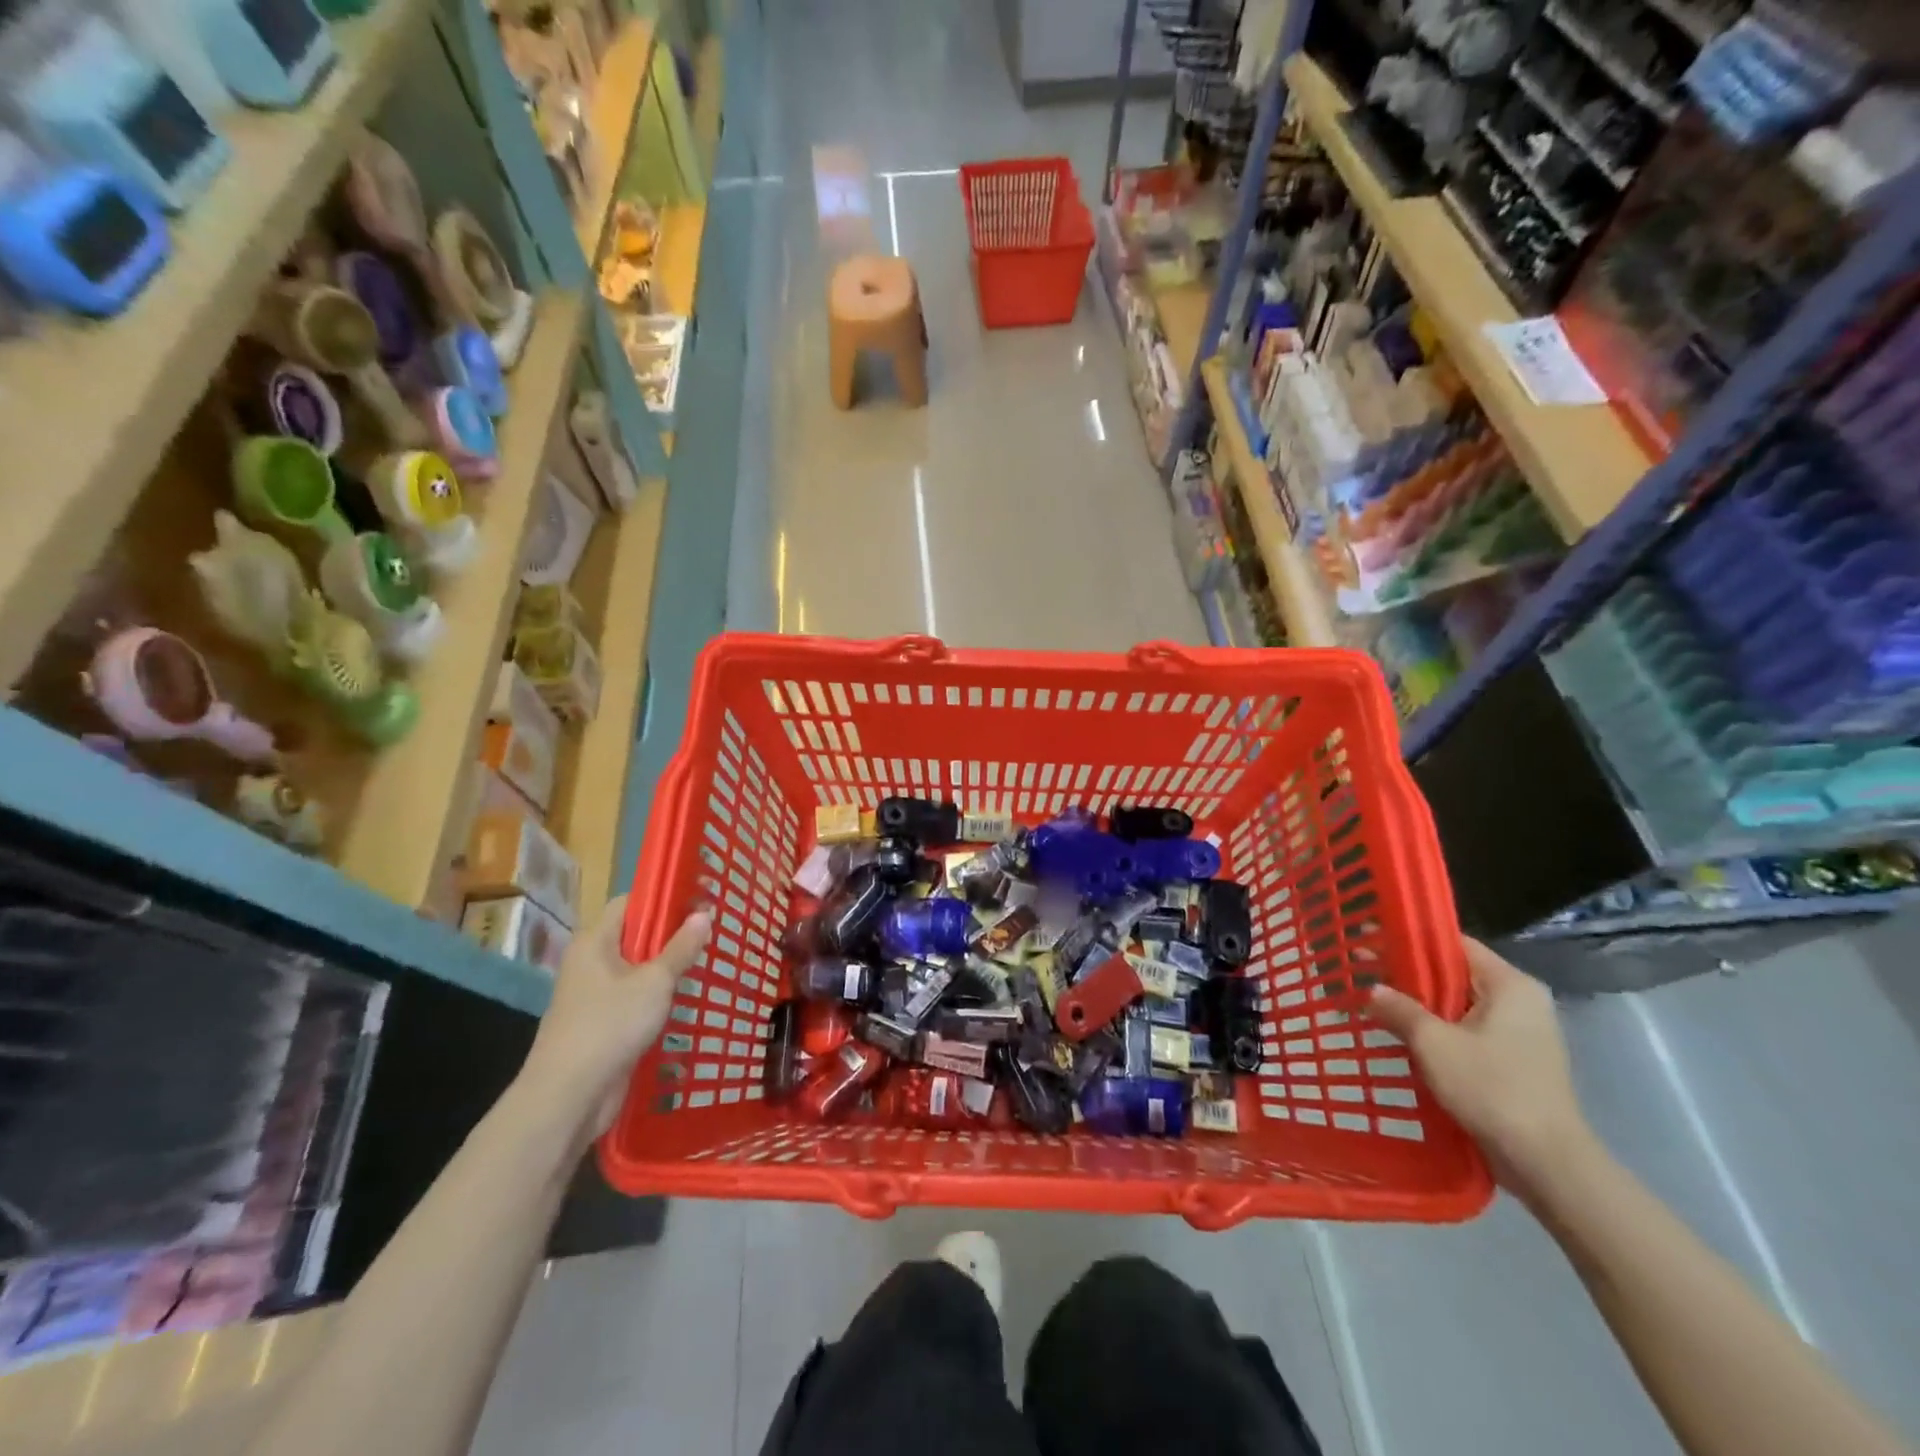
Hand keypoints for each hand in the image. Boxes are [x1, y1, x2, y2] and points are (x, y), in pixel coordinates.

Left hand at [519, 896, 710, 1137]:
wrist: (568, 1096)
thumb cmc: (610, 1026)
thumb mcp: (655, 982)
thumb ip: (681, 947)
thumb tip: (704, 913)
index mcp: (594, 942)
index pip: (629, 902)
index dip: (664, 896)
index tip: (700, 897)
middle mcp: (590, 962)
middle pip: (634, 935)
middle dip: (671, 932)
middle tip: (711, 929)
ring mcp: (593, 995)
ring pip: (636, 969)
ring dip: (666, 966)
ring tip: (706, 960)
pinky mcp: (601, 1024)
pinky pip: (633, 997)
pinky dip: (657, 995)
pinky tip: (685, 999)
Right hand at [1368, 938, 1597, 1200]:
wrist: (1546, 1163)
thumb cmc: (1492, 1088)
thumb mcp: (1433, 1043)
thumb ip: (1399, 1009)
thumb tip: (1371, 990)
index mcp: (1510, 985)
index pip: (1454, 944)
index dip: (1411, 940)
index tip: (1372, 941)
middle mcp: (1522, 1002)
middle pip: (1456, 974)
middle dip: (1412, 977)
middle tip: (1367, 974)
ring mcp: (1522, 1034)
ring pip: (1460, 1006)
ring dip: (1422, 1008)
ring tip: (1379, 1007)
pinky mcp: (1516, 1062)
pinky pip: (1468, 1032)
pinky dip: (1439, 1032)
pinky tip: (1406, 1041)